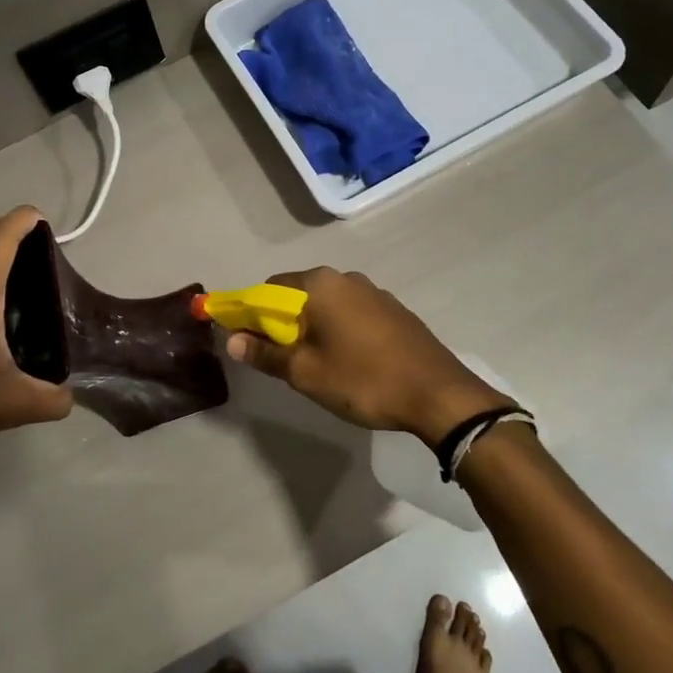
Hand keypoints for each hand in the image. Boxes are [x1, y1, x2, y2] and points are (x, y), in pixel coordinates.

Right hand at [227, 268, 513, 447]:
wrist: (439, 395)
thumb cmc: (364, 380)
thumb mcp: (306, 373)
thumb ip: (265, 354)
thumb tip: (232, 340)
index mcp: (320, 285)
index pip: (268, 289)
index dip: (251, 314)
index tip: (248, 341)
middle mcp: (346, 278)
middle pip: (298, 294)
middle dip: (283, 323)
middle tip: (284, 360)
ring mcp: (374, 292)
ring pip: (327, 305)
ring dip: (313, 327)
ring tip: (318, 365)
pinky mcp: (394, 310)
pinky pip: (352, 313)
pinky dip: (339, 329)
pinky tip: (350, 361)